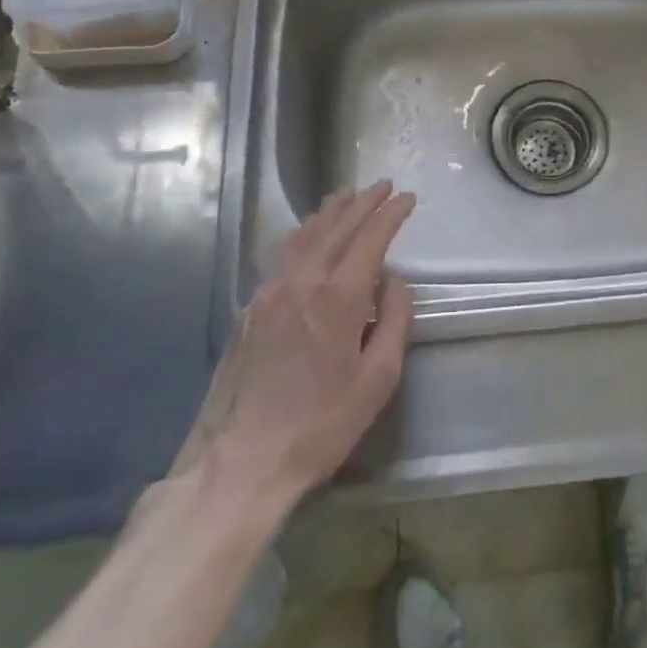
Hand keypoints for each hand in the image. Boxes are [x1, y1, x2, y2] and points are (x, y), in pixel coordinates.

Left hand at [172, 182, 415, 518]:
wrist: (239, 462)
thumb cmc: (320, 426)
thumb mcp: (377, 380)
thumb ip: (394, 321)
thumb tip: (394, 282)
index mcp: (338, 297)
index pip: (370, 238)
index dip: (391, 213)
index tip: (407, 198)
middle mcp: (302, 282)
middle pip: (336, 227)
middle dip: (363, 202)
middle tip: (383, 185)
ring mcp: (270, 293)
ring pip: (304, 236)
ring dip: (330, 212)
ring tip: (346, 195)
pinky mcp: (250, 309)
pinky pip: (282, 255)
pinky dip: (303, 234)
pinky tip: (307, 235)